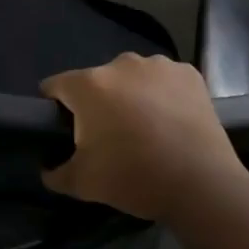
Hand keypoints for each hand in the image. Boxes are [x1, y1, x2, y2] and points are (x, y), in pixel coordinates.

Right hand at [41, 54, 248, 221]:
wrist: (201, 184)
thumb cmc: (133, 177)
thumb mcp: (81, 184)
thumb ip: (55, 173)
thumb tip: (48, 169)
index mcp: (89, 85)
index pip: (55, 85)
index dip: (53, 106)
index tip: (62, 129)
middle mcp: (122, 64)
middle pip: (96, 81)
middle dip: (96, 103)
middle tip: (108, 136)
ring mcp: (159, 66)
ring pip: (131, 78)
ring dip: (130, 96)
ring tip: (144, 128)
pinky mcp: (190, 74)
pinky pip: (163, 81)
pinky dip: (162, 95)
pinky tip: (170, 121)